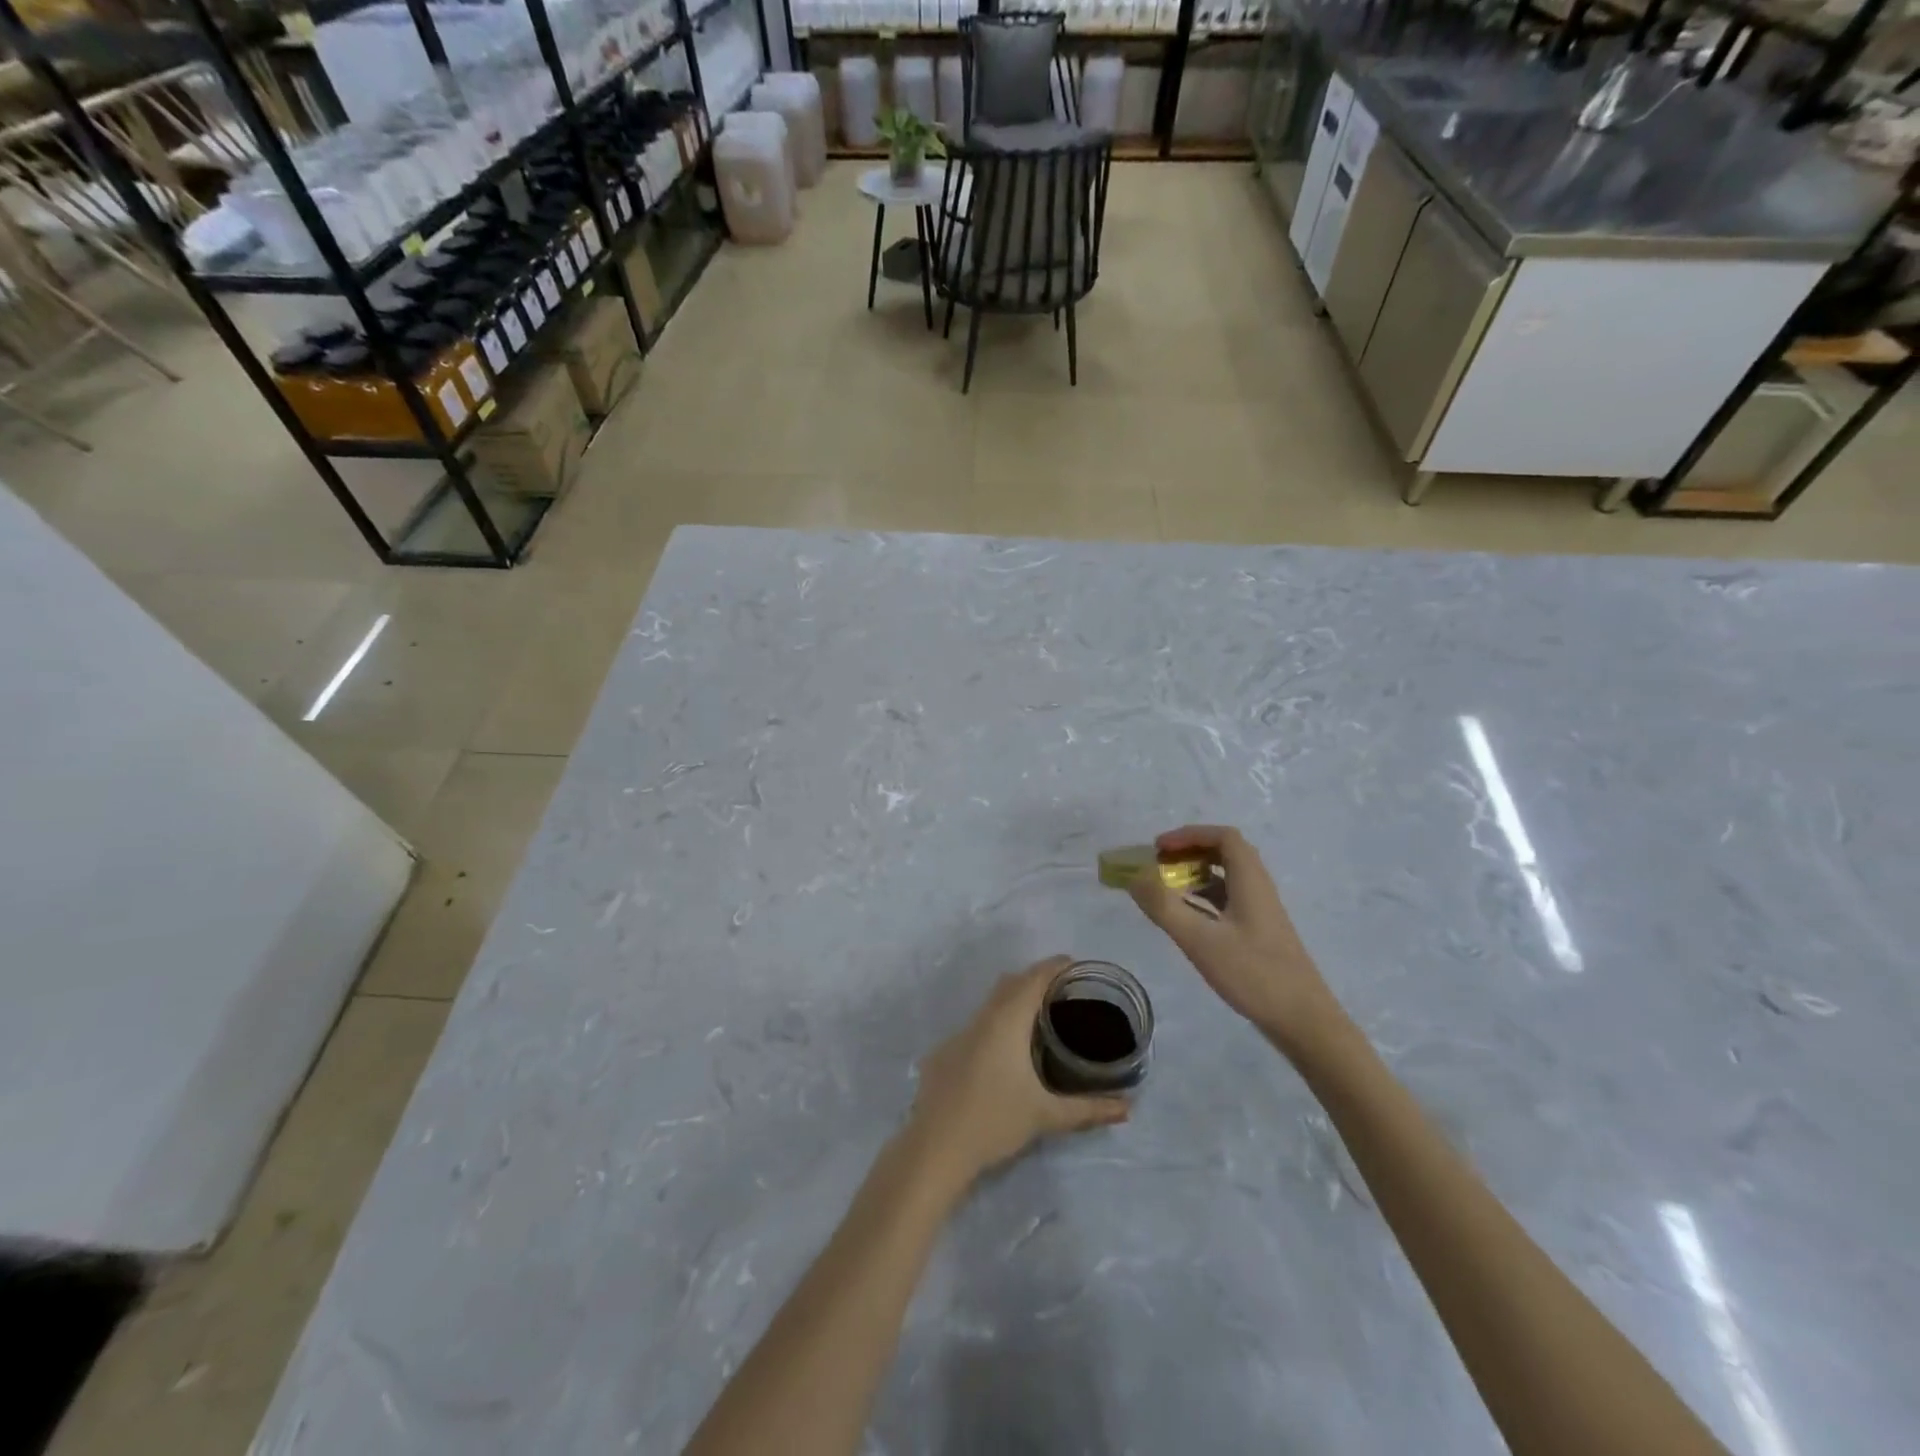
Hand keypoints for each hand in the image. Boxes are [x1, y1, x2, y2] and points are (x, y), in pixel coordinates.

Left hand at [908, 957, 1130, 1190]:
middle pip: (1010, 984)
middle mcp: (981, 1018)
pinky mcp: (944, 1052)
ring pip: (990, 1004)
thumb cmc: (995, 1122)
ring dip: (1013, 1001)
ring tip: (1038, 1018)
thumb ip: (1088, 1109)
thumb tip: (1127, 1108)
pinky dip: (994, 1025)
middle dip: (1035, 979)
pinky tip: (1004, 1053)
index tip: (1075, 966)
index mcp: (1006, 1022)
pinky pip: (975, 1026)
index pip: (1033, 979)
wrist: (935, 1148)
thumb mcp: (1046, 1116)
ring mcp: (958, 1034)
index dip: (1054, 967)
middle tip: (1062, 992)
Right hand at [1128, 826, 1341, 1054]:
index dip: (1189, 835)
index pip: (1223, 837)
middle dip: (1189, 852)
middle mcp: (1258, 888)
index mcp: (1250, 881)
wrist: (1303, 1021)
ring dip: (1195, 874)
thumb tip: (1135, 876)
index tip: (1158, 848)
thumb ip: (1164, 906)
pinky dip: (1203, 898)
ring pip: (1226, 877)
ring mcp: (1260, 912)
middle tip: (1158, 865)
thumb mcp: (1200, 940)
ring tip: (1164, 888)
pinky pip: (1227, 900)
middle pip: (1225, 852)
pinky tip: (1185, 917)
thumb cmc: (1253, 974)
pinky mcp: (1259, 933)